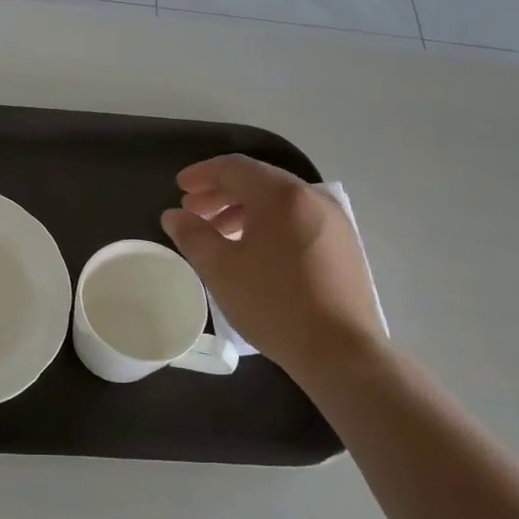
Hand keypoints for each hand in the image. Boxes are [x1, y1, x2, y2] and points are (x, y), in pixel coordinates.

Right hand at [160, 155, 385, 376]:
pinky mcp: (344, 246)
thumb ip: (193, 235)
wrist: (341, 351)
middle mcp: (313, 197)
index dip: (202, 174)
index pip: (235, 167)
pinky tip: (254, 251)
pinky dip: (269, 224)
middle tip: (193, 212)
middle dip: (221, 193)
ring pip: (280, 202)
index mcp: (282, 196)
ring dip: (244, 210)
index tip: (179, 188)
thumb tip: (174, 216)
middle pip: (259, 181)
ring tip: (219, 234)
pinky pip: (298, 220)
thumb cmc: (274, 304)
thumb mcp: (221, 269)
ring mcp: (334, 221)